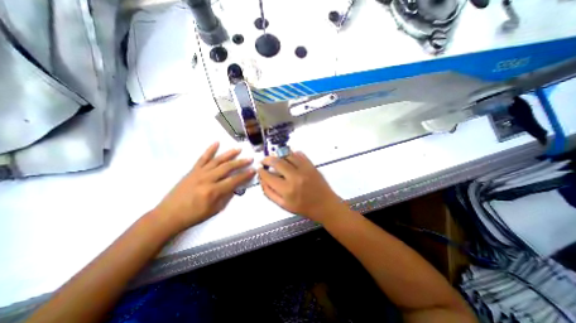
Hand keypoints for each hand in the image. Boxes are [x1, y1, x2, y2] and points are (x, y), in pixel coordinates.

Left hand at [154, 143, 252, 232]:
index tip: (253, 170)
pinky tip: (216, 143)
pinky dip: (210, 150)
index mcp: (213, 191)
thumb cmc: (193, 215)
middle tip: (250, 158)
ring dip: (229, 154)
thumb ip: (226, 197)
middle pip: (227, 168)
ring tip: (238, 149)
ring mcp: (199, 173)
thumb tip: (235, 186)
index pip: (234, 181)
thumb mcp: (214, 210)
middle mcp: (207, 179)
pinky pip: (202, 158)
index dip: (245, 175)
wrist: (168, 215)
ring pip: (217, 161)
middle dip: (240, 163)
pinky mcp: (192, 171)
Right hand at [258, 150, 346, 221]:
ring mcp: (304, 169)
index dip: (261, 171)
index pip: (268, 176)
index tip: (259, 169)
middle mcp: (295, 177)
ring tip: (275, 158)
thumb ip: (270, 193)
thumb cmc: (304, 207)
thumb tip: (262, 180)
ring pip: (287, 155)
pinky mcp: (311, 165)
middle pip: (277, 162)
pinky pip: (299, 154)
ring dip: (279, 155)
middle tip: (264, 160)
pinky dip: (292, 153)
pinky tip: (288, 157)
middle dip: (267, 159)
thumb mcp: (283, 205)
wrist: (325, 205)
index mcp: (287, 190)